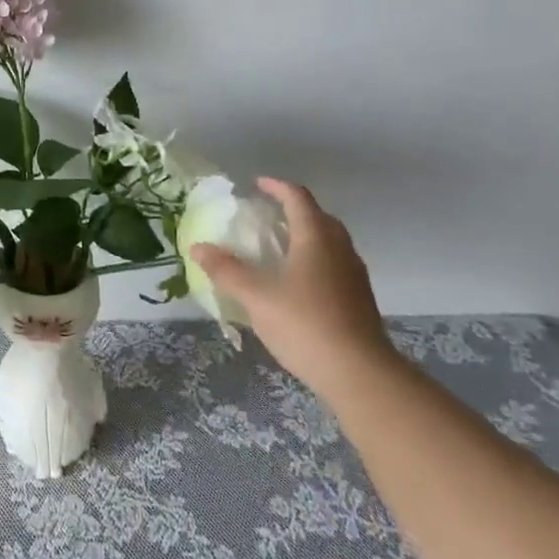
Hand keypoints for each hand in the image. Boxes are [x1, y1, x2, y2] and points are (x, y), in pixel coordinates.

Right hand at [189, 178, 393, 394]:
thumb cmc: (305, 324)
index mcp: (316, 238)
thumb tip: (198, 247)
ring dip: (306, 236)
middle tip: (267, 215)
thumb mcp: (256, 296)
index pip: (298, 198)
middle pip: (319, 217)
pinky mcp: (359, 300)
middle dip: (293, 210)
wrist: (360, 375)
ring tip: (279, 248)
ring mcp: (354, 275)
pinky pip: (335, 265)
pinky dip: (314, 261)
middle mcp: (340, 249)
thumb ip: (226, 270)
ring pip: (330, 242)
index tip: (257, 184)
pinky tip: (297, 284)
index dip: (277, 187)